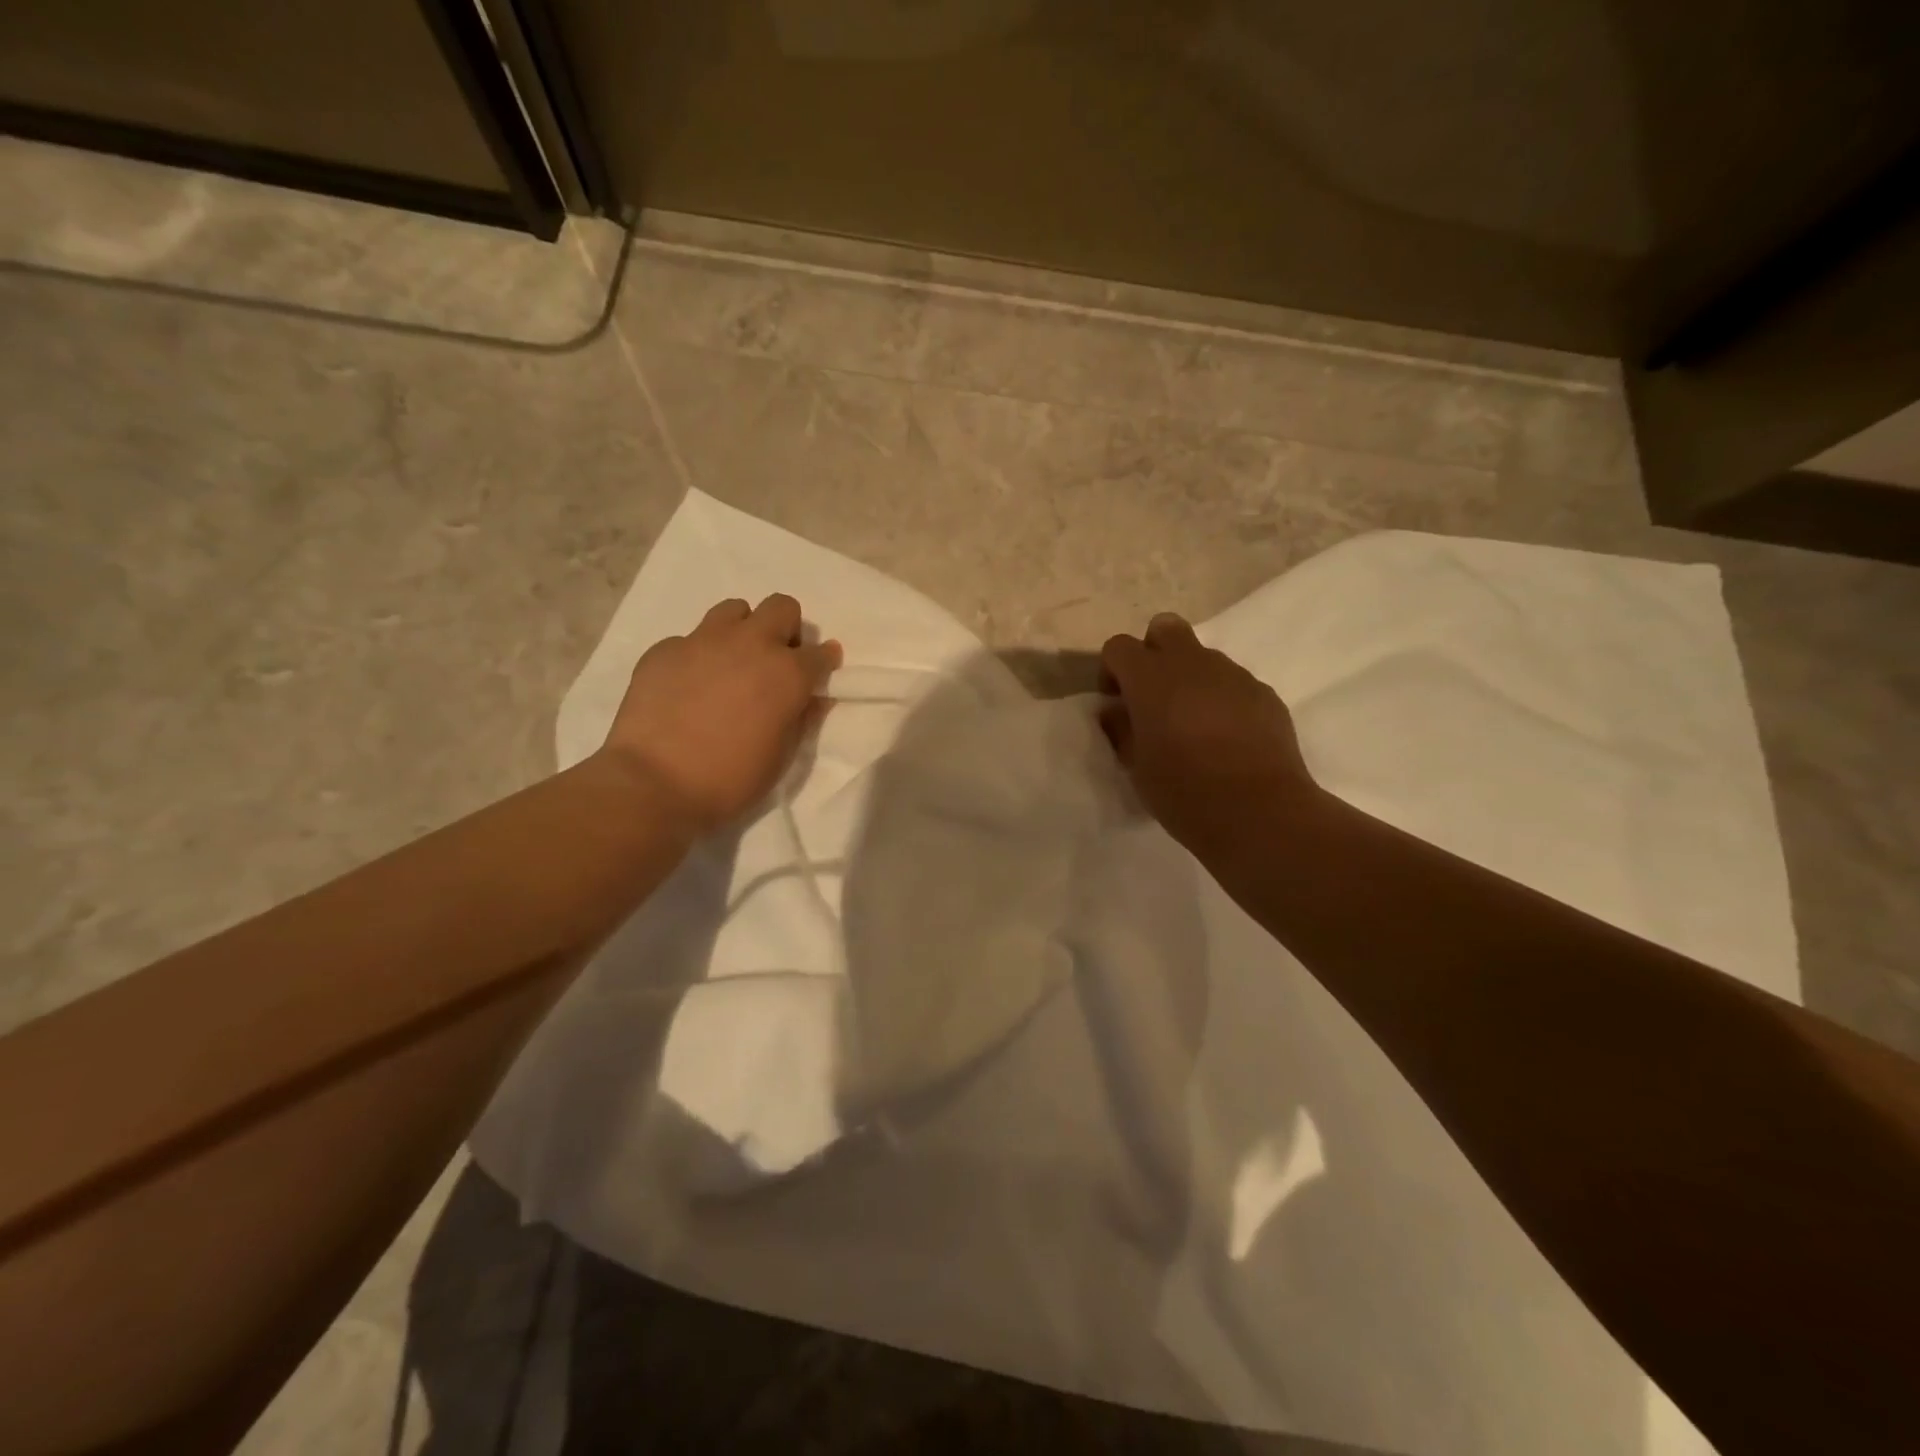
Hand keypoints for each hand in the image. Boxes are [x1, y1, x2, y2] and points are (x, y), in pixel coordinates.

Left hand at [601, 594, 840, 831]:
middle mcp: (750, 644)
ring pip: (734, 610)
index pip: (821, 653)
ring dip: (741, 631)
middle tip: (774, 661)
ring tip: (730, 664)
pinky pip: (690, 638)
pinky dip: (698, 656)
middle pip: (782, 607)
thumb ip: (801, 719)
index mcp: (788, 673)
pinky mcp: (664, 649)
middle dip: (786, 629)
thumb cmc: (730, 779)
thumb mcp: (781, 757)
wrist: (653, 784)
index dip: (823, 662)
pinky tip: (687, 686)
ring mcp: (704, 640)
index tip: (818, 674)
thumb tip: (813, 698)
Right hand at [1100, 613, 1317, 859]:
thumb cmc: (1184, 792)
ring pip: (1202, 656)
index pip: (1119, 646)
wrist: (1260, 811)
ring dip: (1189, 678)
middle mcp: (1192, 664)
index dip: (1112, 670)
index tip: (1116, 703)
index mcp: (1151, 678)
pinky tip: (1226, 738)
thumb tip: (1116, 711)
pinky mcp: (1264, 693)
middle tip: (1152, 696)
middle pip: (1165, 628)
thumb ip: (1121, 730)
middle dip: (1153, 653)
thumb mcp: (1136, 767)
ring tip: (1192, 723)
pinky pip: (1233, 682)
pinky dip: (1221, 698)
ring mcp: (1233, 675)